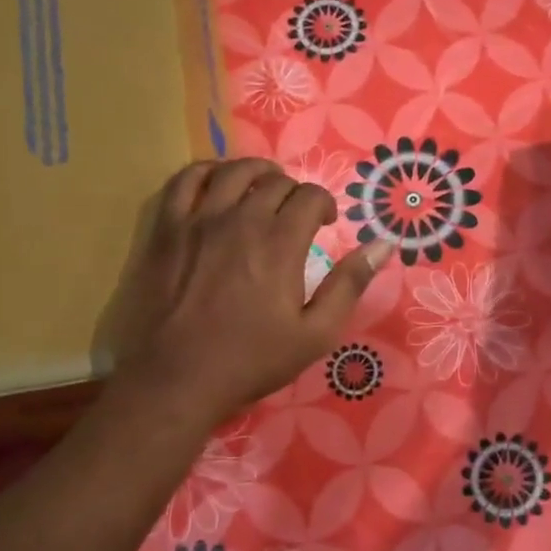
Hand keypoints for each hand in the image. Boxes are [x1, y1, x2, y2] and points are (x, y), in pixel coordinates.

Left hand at [101, 159, 393, 429]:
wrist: (177, 379)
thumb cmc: (251, 360)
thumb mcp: (315, 333)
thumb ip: (349, 284)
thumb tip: (383, 245)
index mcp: (280, 244)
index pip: (310, 197)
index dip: (324, 204)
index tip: (325, 223)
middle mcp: (240, 220)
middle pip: (273, 181)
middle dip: (294, 190)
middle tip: (296, 213)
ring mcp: (198, 220)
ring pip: (231, 171)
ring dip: (255, 172)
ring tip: (262, 186)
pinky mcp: (166, 229)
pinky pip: (185, 180)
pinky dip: (207, 172)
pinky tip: (216, 183)